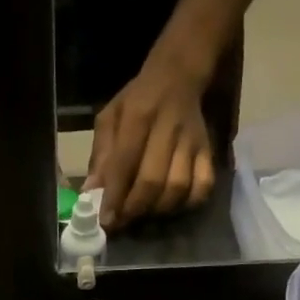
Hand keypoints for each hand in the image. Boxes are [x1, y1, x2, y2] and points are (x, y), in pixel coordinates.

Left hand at [86, 51, 215, 230]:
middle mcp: (168, 129)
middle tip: (121, 223)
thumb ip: (100, 154)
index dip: (114, 196)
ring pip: (178, 187)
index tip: (105, 220)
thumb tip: (90, 191)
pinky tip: (170, 206)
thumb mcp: (110, 117)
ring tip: (142, 215)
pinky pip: (203, 186)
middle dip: (134, 209)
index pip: (125, 162)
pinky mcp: (209, 151)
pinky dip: (187, 204)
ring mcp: (192, 142)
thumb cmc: (137, 100)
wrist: (179, 77)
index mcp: (138, 116)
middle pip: (153, 181)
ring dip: (157, 210)